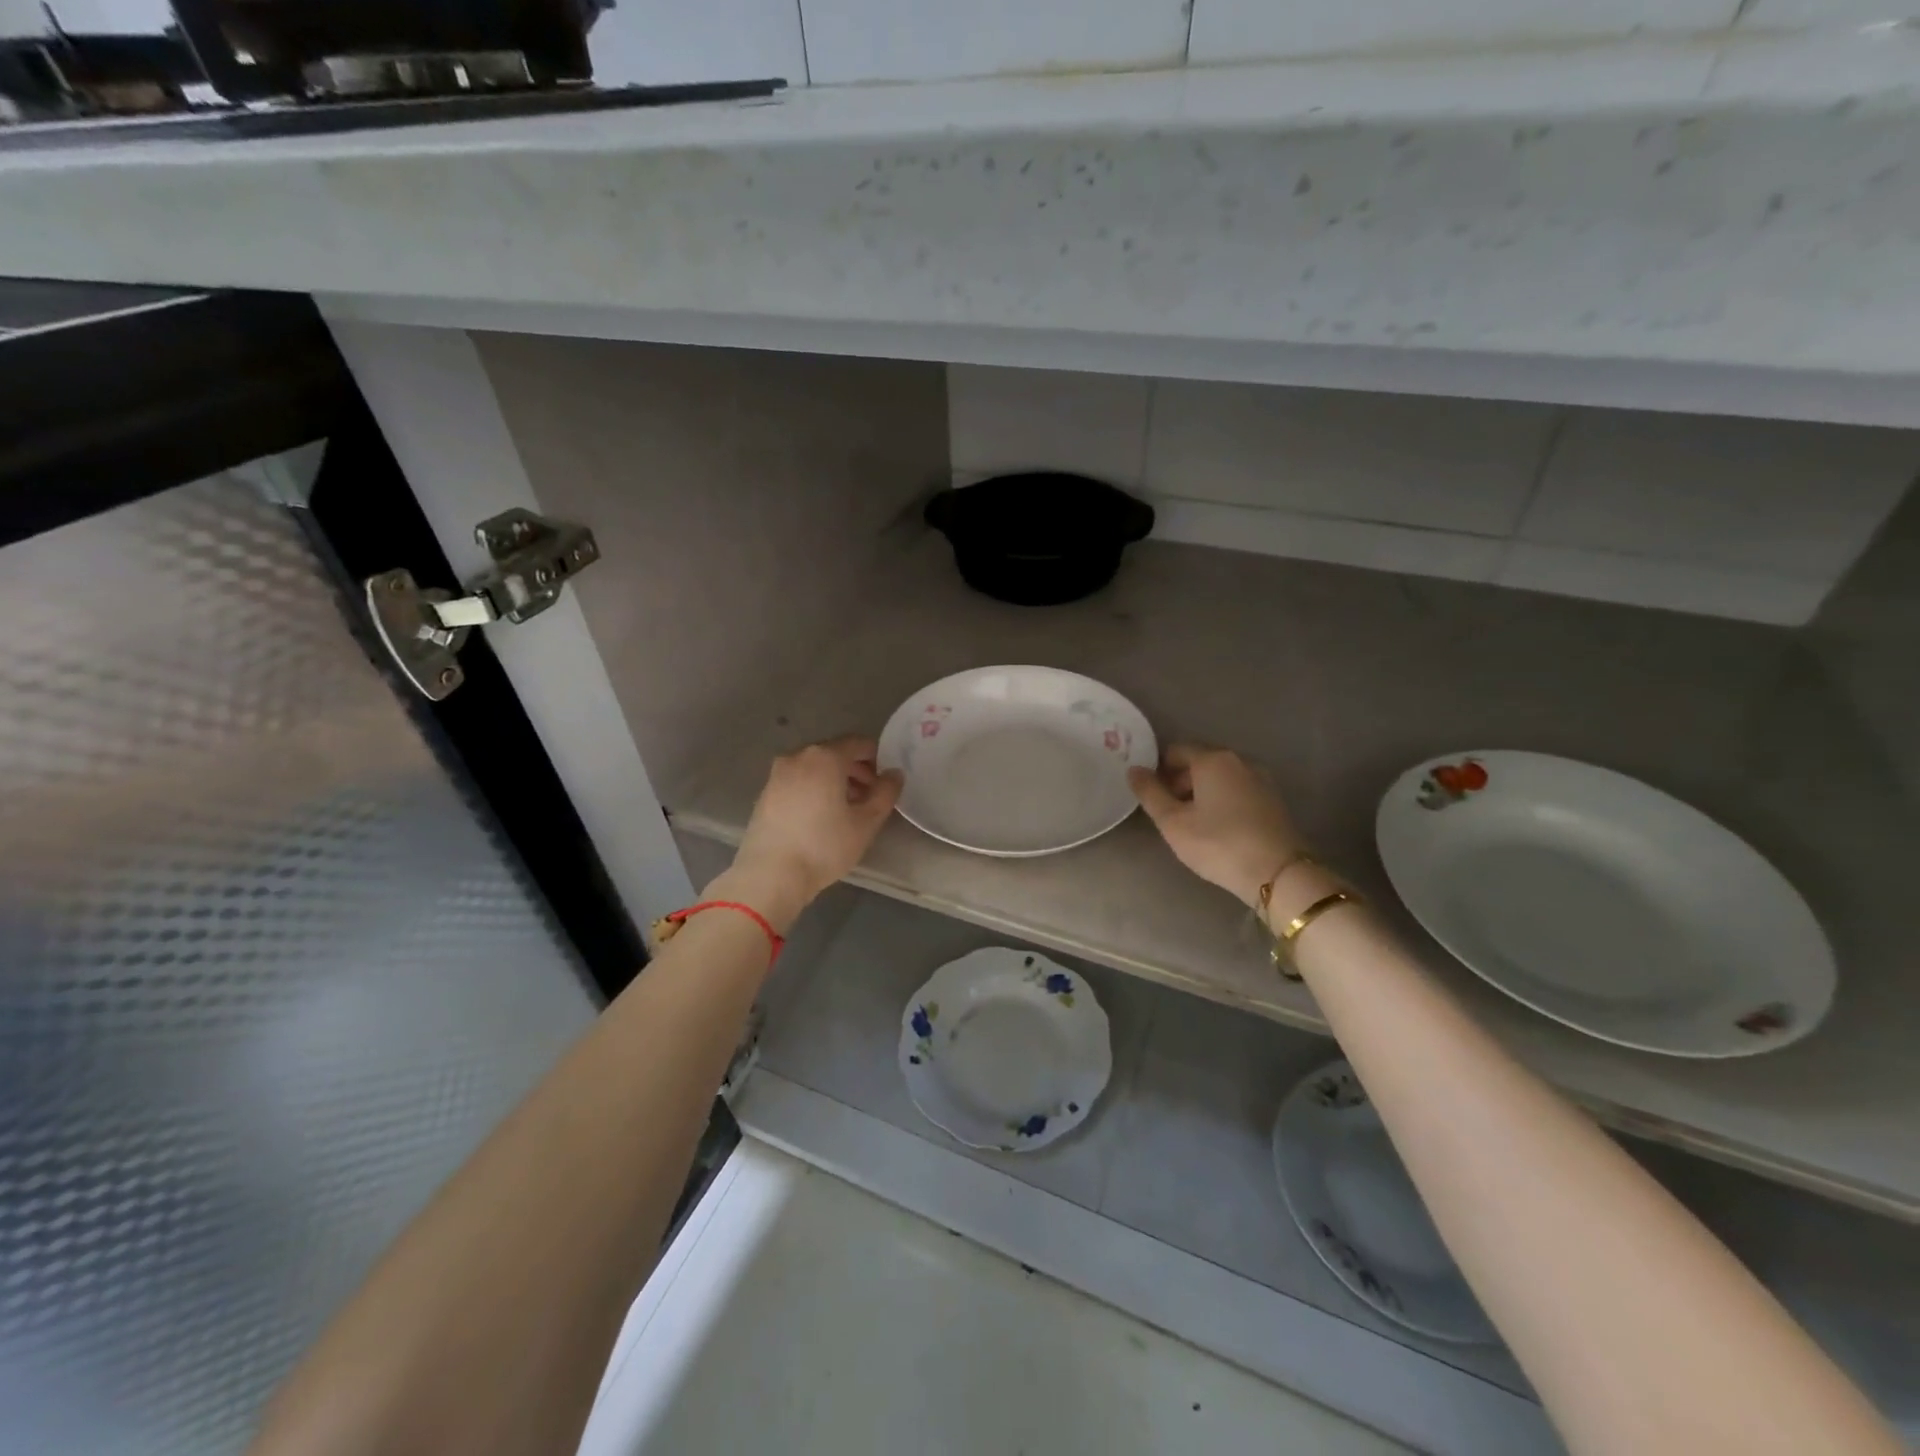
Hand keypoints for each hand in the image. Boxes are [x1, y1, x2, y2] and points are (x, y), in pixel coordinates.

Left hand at [726, 736, 901, 928]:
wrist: (770, 875)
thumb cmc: (824, 846)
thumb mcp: (866, 822)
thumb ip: (885, 793)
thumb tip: (894, 774)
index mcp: (825, 757)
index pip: (858, 743)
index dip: (877, 758)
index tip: (886, 780)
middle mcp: (798, 757)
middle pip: (835, 754)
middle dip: (856, 771)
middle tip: (870, 796)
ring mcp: (777, 774)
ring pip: (814, 768)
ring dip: (835, 781)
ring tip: (848, 809)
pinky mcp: (765, 794)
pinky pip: (798, 781)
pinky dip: (814, 789)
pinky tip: (821, 816)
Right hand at [1129, 745, 1305, 908]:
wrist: (1278, 873)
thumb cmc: (1218, 844)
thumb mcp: (1173, 822)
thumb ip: (1150, 793)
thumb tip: (1133, 769)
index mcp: (1212, 759)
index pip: (1175, 750)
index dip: (1158, 769)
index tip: (1150, 795)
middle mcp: (1238, 760)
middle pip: (1199, 761)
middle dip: (1179, 781)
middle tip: (1167, 812)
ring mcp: (1260, 778)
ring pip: (1219, 776)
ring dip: (1200, 792)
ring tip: (1191, 822)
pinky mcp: (1272, 798)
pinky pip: (1237, 789)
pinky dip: (1221, 799)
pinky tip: (1217, 826)